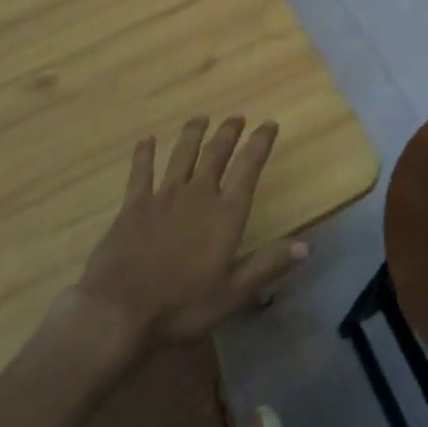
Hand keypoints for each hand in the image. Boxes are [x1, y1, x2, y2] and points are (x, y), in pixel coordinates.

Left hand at [74, 116, 306, 347]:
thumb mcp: (233, 294)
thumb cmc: (181, 305)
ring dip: (193, 134)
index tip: (269, 124)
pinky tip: (146, 140)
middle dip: (229, 132)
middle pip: (216, 153)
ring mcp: (164, 196)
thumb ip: (268, 265)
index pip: (248, 168)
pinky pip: (141, 172)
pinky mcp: (134, 205)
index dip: (261, 143)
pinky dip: (144, 154)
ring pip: (182, 155)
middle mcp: (198, 194)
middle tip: (237, 117)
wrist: (120, 309)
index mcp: (225, 214)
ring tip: (201, 118)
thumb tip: (307, 244)